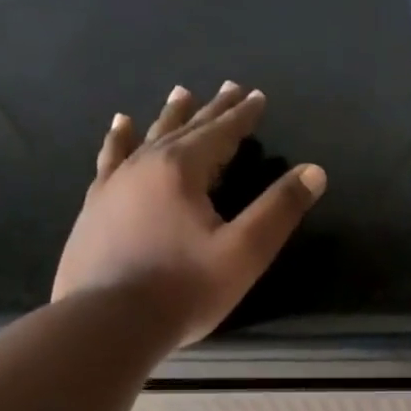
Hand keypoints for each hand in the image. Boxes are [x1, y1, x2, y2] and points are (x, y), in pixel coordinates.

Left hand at [52, 82, 325, 344]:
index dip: (242, 115)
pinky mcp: (95, 207)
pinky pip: (111, 159)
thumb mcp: (245, 251)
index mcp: (182, 171)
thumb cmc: (185, 288)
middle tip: (227, 87)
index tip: (257, 95)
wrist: (107, 322)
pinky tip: (118, 129)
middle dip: (211, 110)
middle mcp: (144, 166)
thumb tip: (314, 171)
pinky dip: (119, 140)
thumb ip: (279, 209)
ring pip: (146, 138)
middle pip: (185, 129)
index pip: (220, 133)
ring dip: (168, 117)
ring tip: (178, 94)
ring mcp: (114, 185)